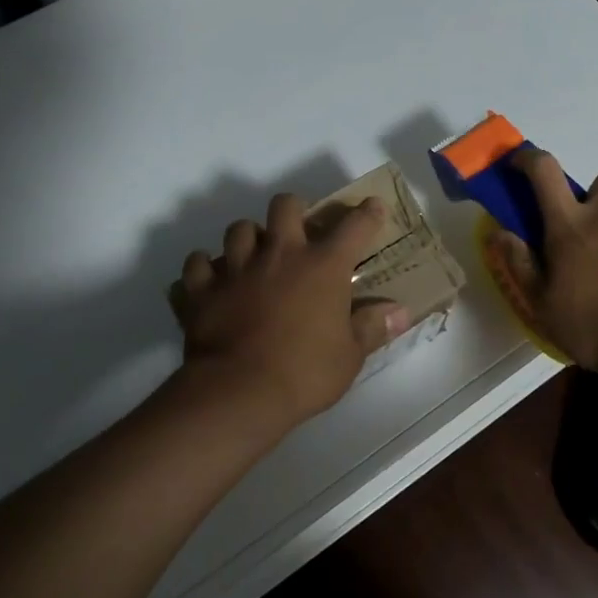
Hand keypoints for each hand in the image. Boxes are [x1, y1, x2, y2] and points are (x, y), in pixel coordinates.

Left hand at [172, 193, 410, 428]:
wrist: (239, 392)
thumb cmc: (305, 373)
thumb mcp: (349, 356)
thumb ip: (372, 327)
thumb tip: (400, 312)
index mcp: (322, 266)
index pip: (353, 227)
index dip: (367, 214)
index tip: (372, 207)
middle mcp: (279, 255)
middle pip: (284, 206)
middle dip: (293, 210)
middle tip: (297, 231)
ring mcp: (237, 268)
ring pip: (238, 229)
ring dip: (247, 238)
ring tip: (252, 256)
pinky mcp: (202, 289)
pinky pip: (196, 265)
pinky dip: (203, 270)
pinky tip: (210, 281)